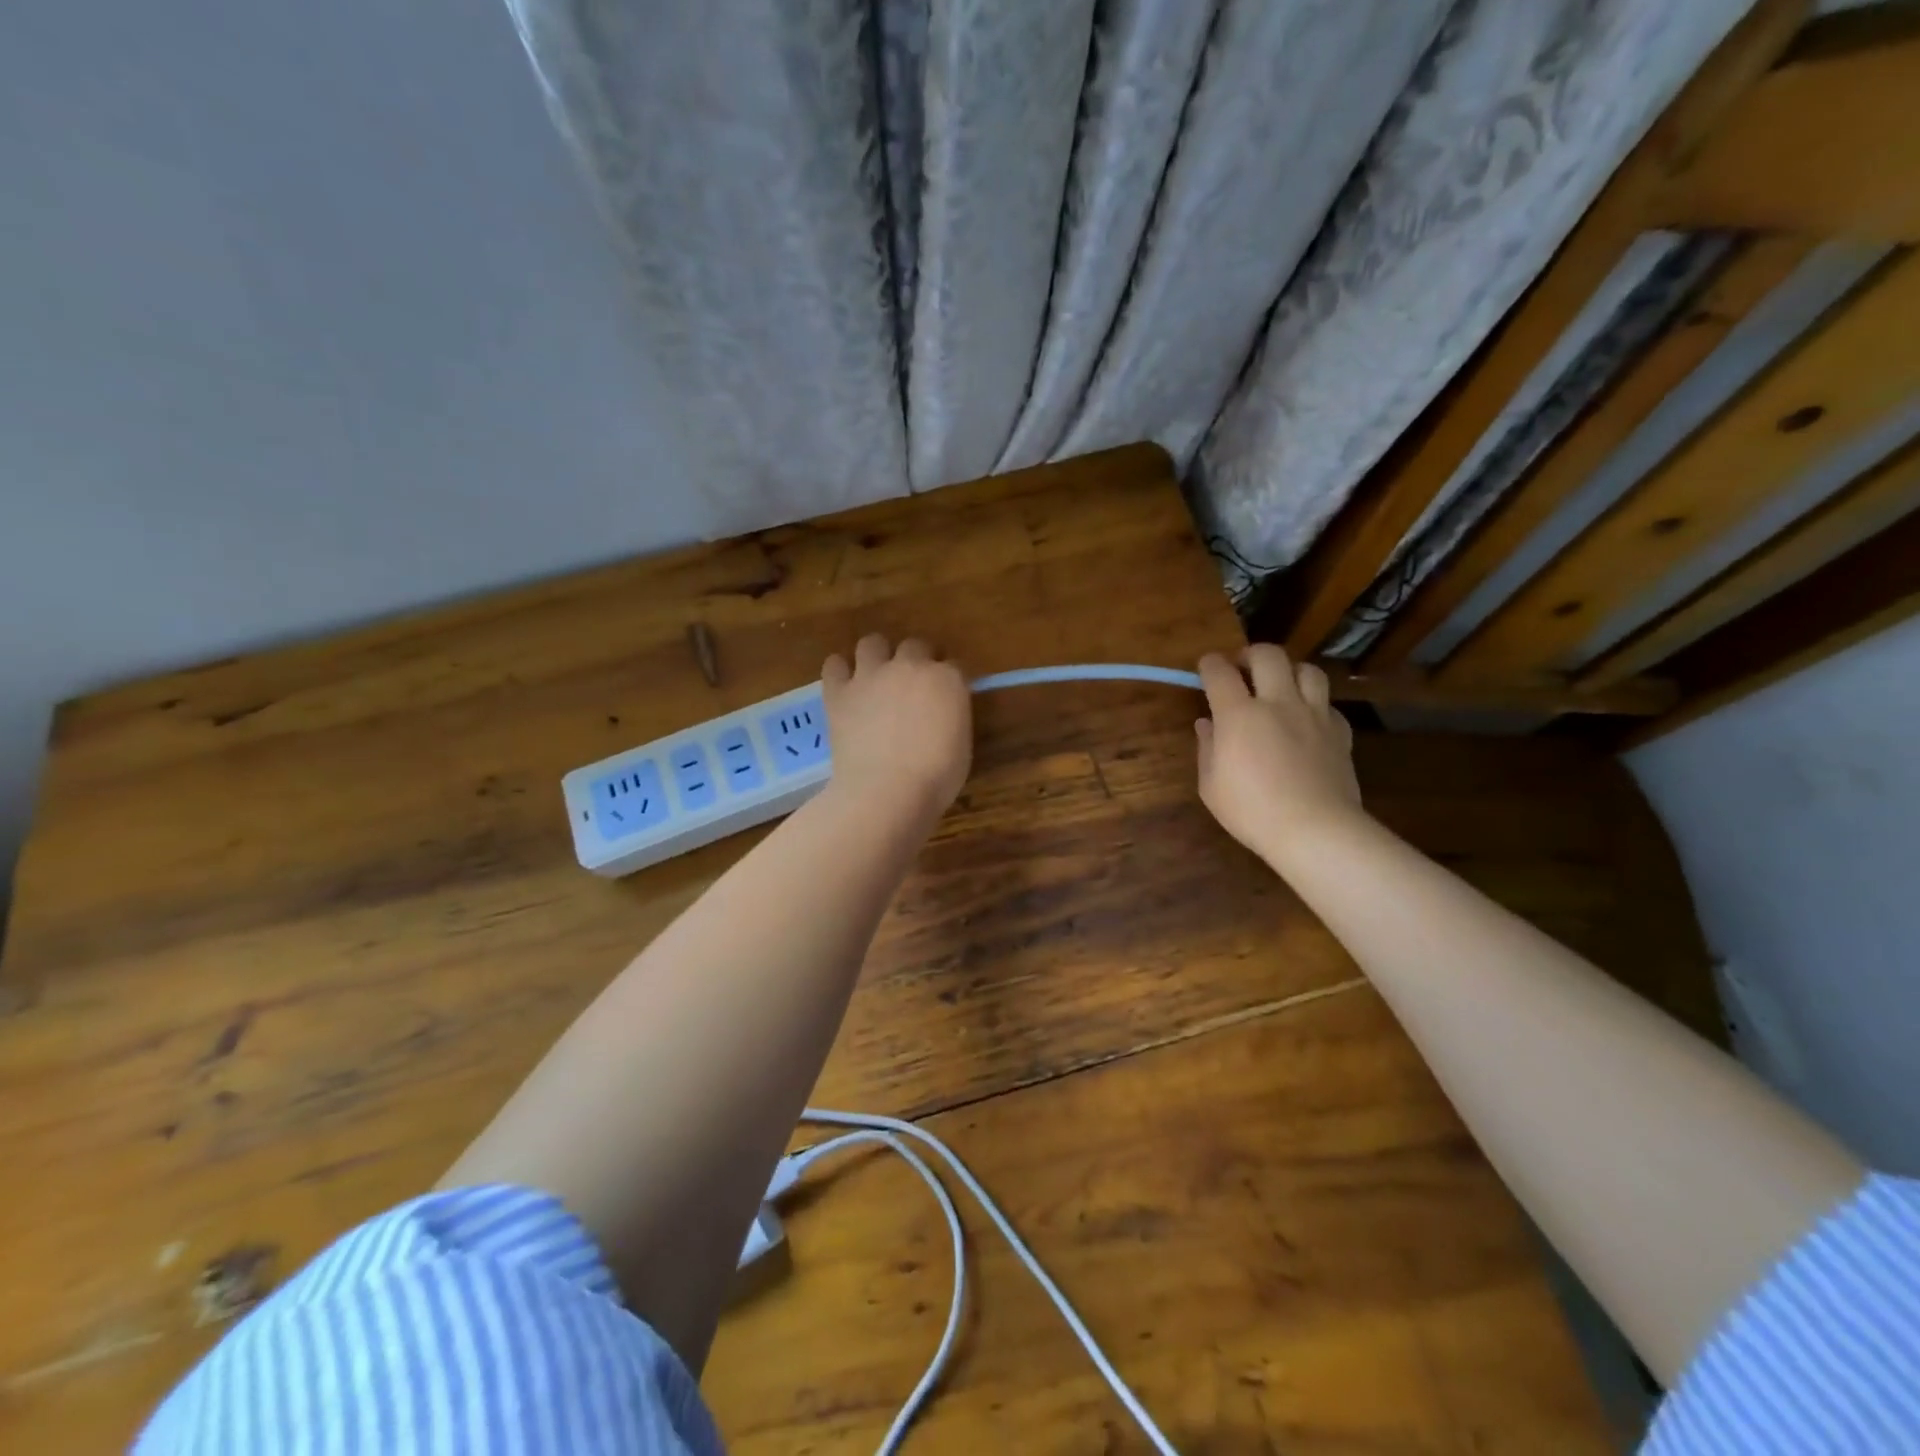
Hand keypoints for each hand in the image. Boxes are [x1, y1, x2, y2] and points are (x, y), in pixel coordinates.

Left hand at [822, 635, 972, 814]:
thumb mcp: (961, 745)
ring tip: (875, 677)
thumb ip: (951, 717)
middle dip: (916, 660)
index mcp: (948, 679)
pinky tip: (844, 686)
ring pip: (872, 643)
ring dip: (876, 655)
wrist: (887, 791)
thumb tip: (940, 714)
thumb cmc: (936, 777)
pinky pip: (834, 665)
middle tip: (912, 686)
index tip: (947, 696)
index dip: (949, 680)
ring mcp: (872, 675)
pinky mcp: (839, 691)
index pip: (954, 665)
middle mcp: (911, 666)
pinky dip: (839, 671)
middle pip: (915, 646)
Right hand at [1195, 645, 1363, 865]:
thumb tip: (1206, 724)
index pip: (1220, 672)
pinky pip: (1328, 703)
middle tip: (1242, 668)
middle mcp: (1278, 703)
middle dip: (1250, 654)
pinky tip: (1306, 720)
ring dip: (1289, 671)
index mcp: (1239, 715)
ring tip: (1280, 685)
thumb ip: (1207, 748)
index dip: (1210, 664)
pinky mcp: (1340, 731)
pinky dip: (1314, 704)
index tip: (1206, 667)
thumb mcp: (1211, 786)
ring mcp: (1314, 714)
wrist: (1315, 830)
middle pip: (1268, 655)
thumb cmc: (1251, 811)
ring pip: (1307, 669)